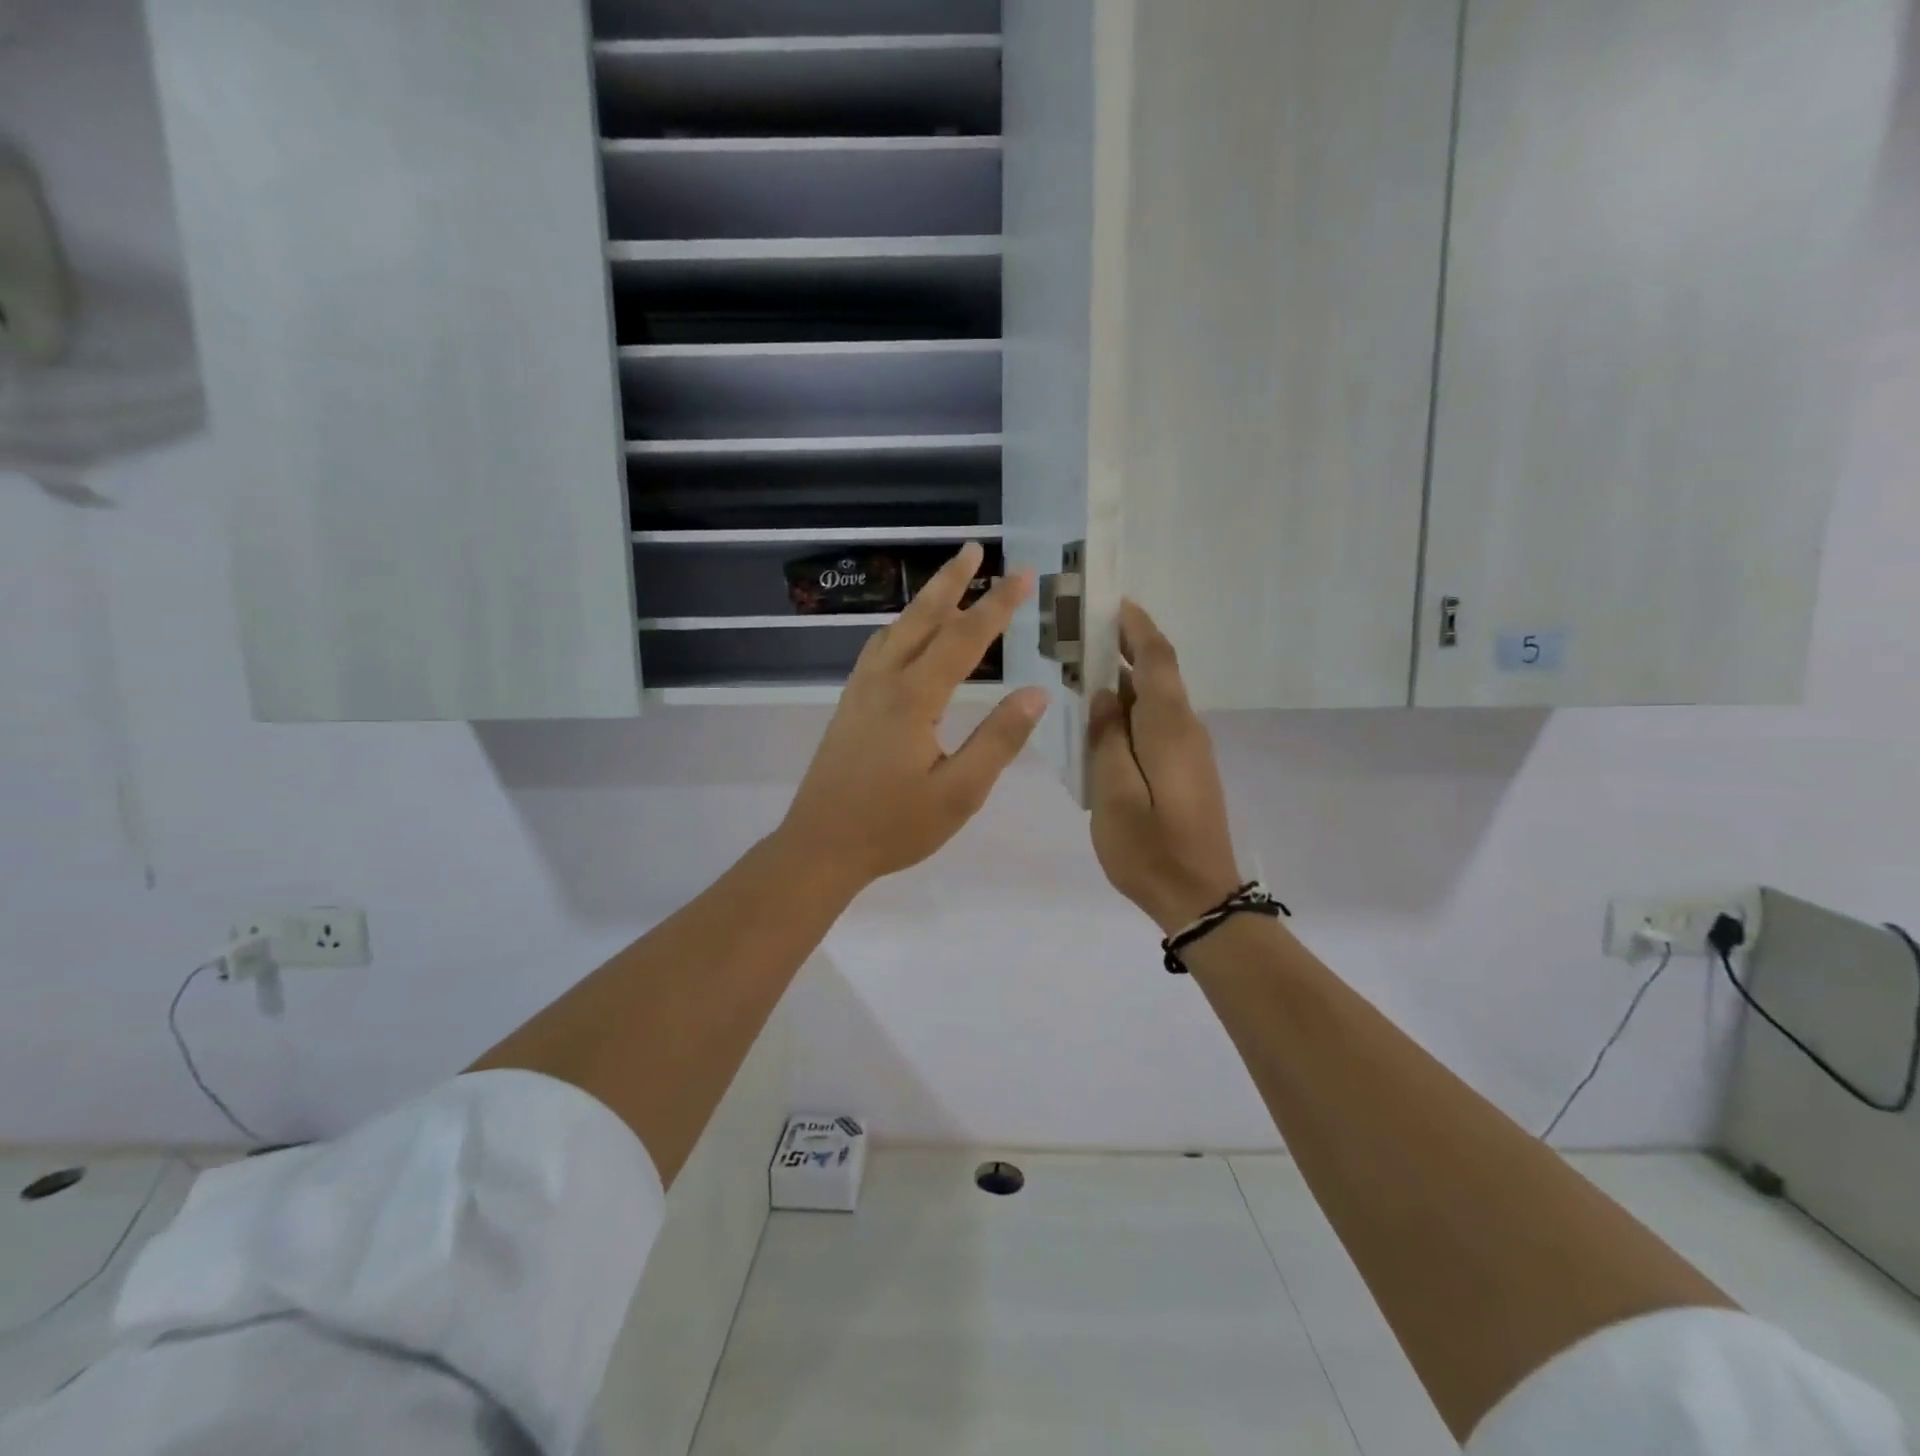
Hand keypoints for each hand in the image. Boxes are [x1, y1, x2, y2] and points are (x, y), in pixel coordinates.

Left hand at [780, 543, 1048, 888]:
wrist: (820, 846)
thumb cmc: (893, 826)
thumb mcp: (958, 793)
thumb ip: (998, 741)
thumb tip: (1035, 694)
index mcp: (914, 698)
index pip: (964, 639)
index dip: (996, 606)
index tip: (1023, 575)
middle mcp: (884, 682)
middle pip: (921, 618)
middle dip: (951, 582)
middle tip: (974, 550)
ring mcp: (860, 692)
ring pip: (894, 630)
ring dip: (923, 602)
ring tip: (946, 583)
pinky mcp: (848, 706)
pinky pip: (877, 650)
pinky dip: (899, 628)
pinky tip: (904, 637)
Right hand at [1087, 600, 1242, 932]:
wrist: (1200, 899)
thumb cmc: (1150, 848)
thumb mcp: (1113, 795)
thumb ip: (1106, 739)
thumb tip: (1106, 696)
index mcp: (1169, 727)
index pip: (1158, 658)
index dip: (1138, 627)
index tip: (1114, 603)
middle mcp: (1186, 729)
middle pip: (1159, 674)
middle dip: (1125, 649)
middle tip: (1082, 637)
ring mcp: (1190, 751)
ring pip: (1156, 701)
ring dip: (1125, 682)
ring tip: (1083, 674)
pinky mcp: (1187, 771)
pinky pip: (1156, 725)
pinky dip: (1131, 712)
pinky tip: (1103, 723)